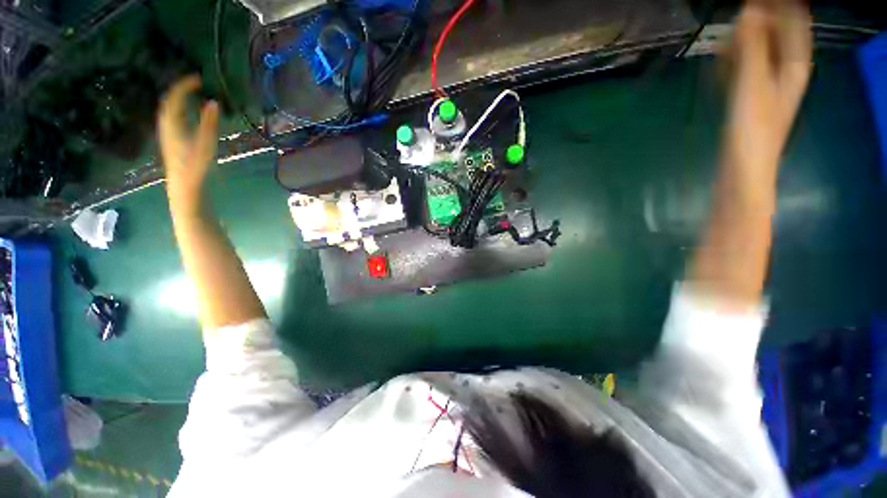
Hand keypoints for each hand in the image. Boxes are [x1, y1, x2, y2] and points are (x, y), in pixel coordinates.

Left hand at [158, 76, 219, 207]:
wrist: (185, 186)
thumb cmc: (195, 166)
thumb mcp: (206, 144)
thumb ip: (209, 123)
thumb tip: (213, 102)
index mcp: (172, 123)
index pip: (174, 97)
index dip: (184, 85)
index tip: (198, 78)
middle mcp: (166, 125)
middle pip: (169, 102)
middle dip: (180, 90)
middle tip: (195, 84)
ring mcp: (168, 134)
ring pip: (170, 110)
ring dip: (180, 100)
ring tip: (192, 95)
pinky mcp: (172, 141)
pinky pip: (173, 118)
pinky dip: (181, 110)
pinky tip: (188, 114)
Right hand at [725, 0, 811, 179]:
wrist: (742, 168)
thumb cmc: (753, 129)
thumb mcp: (754, 85)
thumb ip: (753, 47)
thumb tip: (749, 9)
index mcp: (793, 65)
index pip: (794, 21)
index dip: (778, 4)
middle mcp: (784, 70)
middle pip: (776, 33)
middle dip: (759, 17)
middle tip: (739, 10)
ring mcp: (766, 84)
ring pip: (759, 50)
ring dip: (745, 37)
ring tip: (728, 28)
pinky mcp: (749, 97)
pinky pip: (744, 68)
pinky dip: (734, 58)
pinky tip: (722, 55)